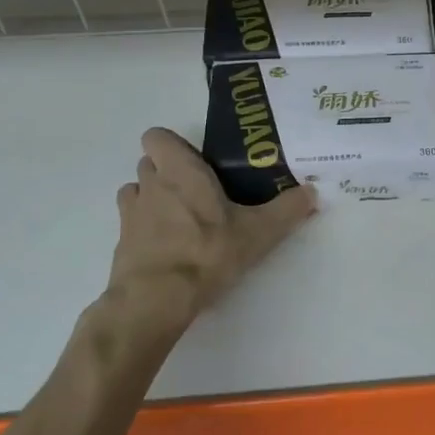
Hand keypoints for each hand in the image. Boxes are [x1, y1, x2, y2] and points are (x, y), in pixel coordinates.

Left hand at [104, 128, 316, 332]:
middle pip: (149, 163)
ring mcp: (131, 214)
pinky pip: (131, 224)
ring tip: (179, 218)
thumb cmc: (208, 252)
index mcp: (181, 170)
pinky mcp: (121, 242)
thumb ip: (287, 210)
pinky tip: (167, 246)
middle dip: (168, 172)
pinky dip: (144, 229)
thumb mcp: (259, 232)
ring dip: (152, 198)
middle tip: (197, 192)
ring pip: (136, 191)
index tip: (196, 162)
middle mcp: (151, 184)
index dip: (172, 145)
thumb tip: (313, 192)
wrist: (157, 298)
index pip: (156, 136)